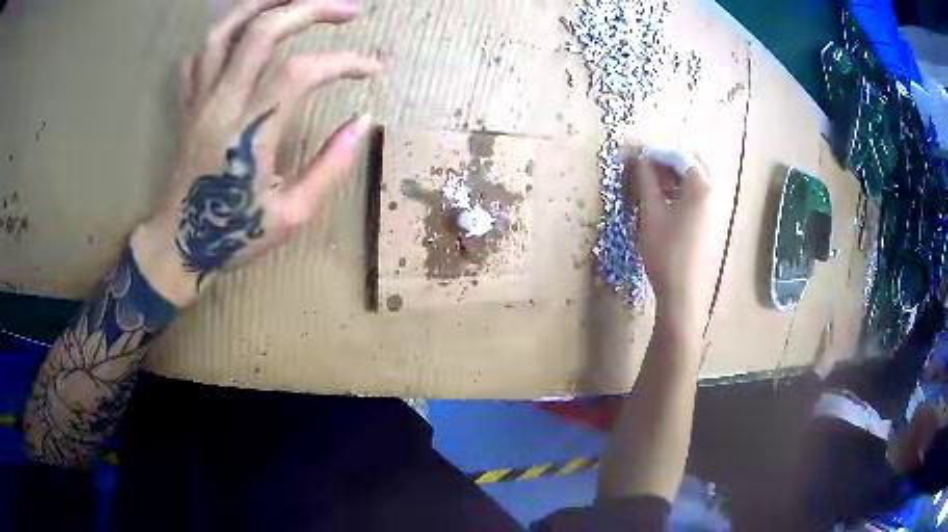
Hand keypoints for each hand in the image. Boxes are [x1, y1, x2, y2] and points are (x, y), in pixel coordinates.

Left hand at [131, 0, 381, 306]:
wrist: (177, 246)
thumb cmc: (233, 234)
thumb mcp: (292, 215)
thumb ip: (330, 166)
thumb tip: (363, 121)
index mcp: (248, 132)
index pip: (301, 72)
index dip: (344, 62)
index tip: (373, 68)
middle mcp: (221, 102)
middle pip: (263, 30)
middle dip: (312, 8)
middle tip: (350, 10)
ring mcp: (200, 99)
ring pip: (225, 30)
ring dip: (266, 3)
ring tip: (299, 0)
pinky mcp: (188, 103)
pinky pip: (201, 54)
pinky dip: (227, 32)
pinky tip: (248, 32)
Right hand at [624, 144, 727, 330]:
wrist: (684, 295)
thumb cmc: (666, 252)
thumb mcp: (651, 213)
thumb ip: (646, 181)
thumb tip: (639, 159)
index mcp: (702, 186)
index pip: (678, 155)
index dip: (655, 152)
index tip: (635, 155)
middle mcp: (715, 193)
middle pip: (692, 163)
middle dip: (667, 161)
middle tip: (645, 167)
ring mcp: (717, 209)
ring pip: (696, 180)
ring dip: (674, 176)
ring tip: (651, 184)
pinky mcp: (714, 223)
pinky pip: (699, 196)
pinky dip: (682, 191)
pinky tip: (665, 202)